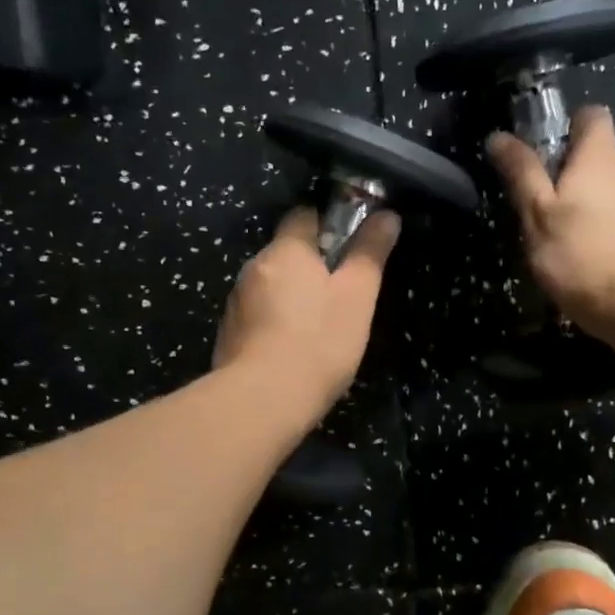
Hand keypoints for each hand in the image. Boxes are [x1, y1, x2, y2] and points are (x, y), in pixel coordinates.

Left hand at [214, 206, 401, 416]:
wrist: (262, 400)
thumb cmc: (318, 341)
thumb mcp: (357, 296)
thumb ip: (370, 253)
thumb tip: (386, 215)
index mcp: (285, 249)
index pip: (304, 215)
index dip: (329, 224)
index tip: (350, 247)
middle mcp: (254, 266)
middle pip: (286, 252)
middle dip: (311, 265)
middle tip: (341, 293)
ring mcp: (236, 302)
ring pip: (271, 285)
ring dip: (291, 295)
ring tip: (318, 326)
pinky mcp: (228, 334)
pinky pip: (258, 315)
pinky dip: (275, 322)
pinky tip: (292, 348)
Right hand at [487, 105, 614, 337]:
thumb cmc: (580, 253)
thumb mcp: (538, 213)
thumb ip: (521, 173)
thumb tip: (499, 136)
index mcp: (598, 157)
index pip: (591, 116)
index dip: (567, 124)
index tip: (542, 147)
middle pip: (595, 155)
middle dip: (565, 169)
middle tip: (534, 199)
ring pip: (603, 188)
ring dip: (579, 201)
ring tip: (551, 233)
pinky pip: (613, 215)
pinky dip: (594, 225)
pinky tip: (577, 254)